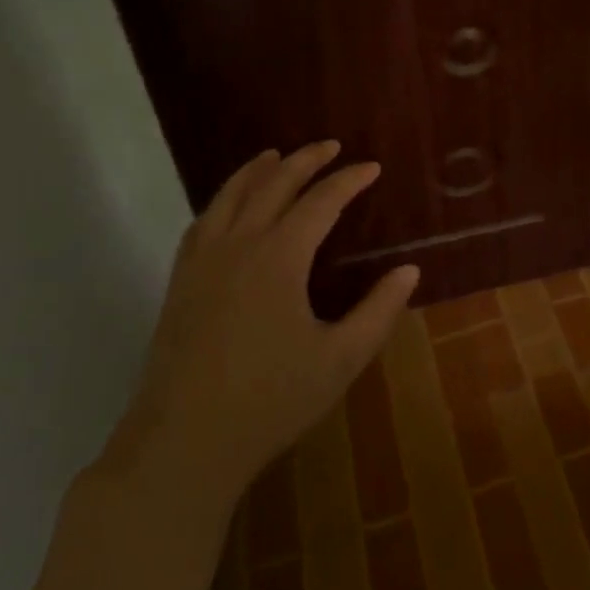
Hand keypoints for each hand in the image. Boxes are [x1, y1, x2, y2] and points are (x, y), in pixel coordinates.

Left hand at [112, 142, 418, 491]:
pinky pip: (202, 222)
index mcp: (280, 257)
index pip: (321, 201)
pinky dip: (222, 200)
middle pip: (273, 185)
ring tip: (274, 155)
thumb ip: (379, 311)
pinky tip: (228, 206)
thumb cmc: (270, 400)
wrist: (182, 443)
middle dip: (305, 160)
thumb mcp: (340, 359)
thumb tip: (409, 270)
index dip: (348, 180)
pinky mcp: (181, 282)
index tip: (372, 167)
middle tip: (330, 146)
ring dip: (257, 171)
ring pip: (230, 196)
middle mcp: (239, 245)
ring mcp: (203, 262)